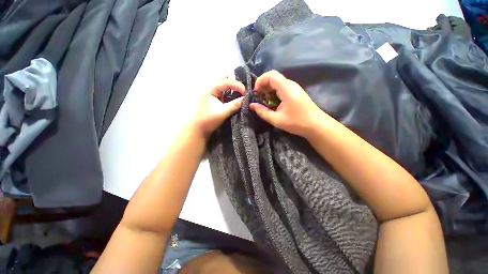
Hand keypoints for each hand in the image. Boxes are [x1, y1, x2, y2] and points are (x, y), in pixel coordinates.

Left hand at [191, 79, 245, 138]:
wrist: (201, 129)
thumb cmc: (209, 120)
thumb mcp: (223, 112)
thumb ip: (235, 104)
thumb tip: (246, 99)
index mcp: (211, 90)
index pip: (226, 82)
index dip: (237, 85)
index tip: (246, 93)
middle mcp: (213, 89)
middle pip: (225, 79)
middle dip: (235, 82)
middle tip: (243, 89)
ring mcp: (215, 95)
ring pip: (226, 85)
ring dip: (234, 88)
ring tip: (242, 93)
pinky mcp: (218, 100)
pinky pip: (226, 93)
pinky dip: (233, 93)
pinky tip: (238, 98)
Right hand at [249, 70, 325, 137]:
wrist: (316, 125)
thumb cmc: (297, 123)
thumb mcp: (276, 119)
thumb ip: (262, 112)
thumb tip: (251, 105)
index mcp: (286, 89)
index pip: (271, 75)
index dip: (260, 81)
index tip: (255, 92)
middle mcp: (290, 84)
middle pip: (273, 78)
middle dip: (263, 86)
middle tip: (258, 98)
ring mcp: (294, 88)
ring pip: (277, 83)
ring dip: (268, 90)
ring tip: (263, 101)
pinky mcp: (295, 92)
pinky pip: (282, 88)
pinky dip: (274, 93)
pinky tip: (272, 103)